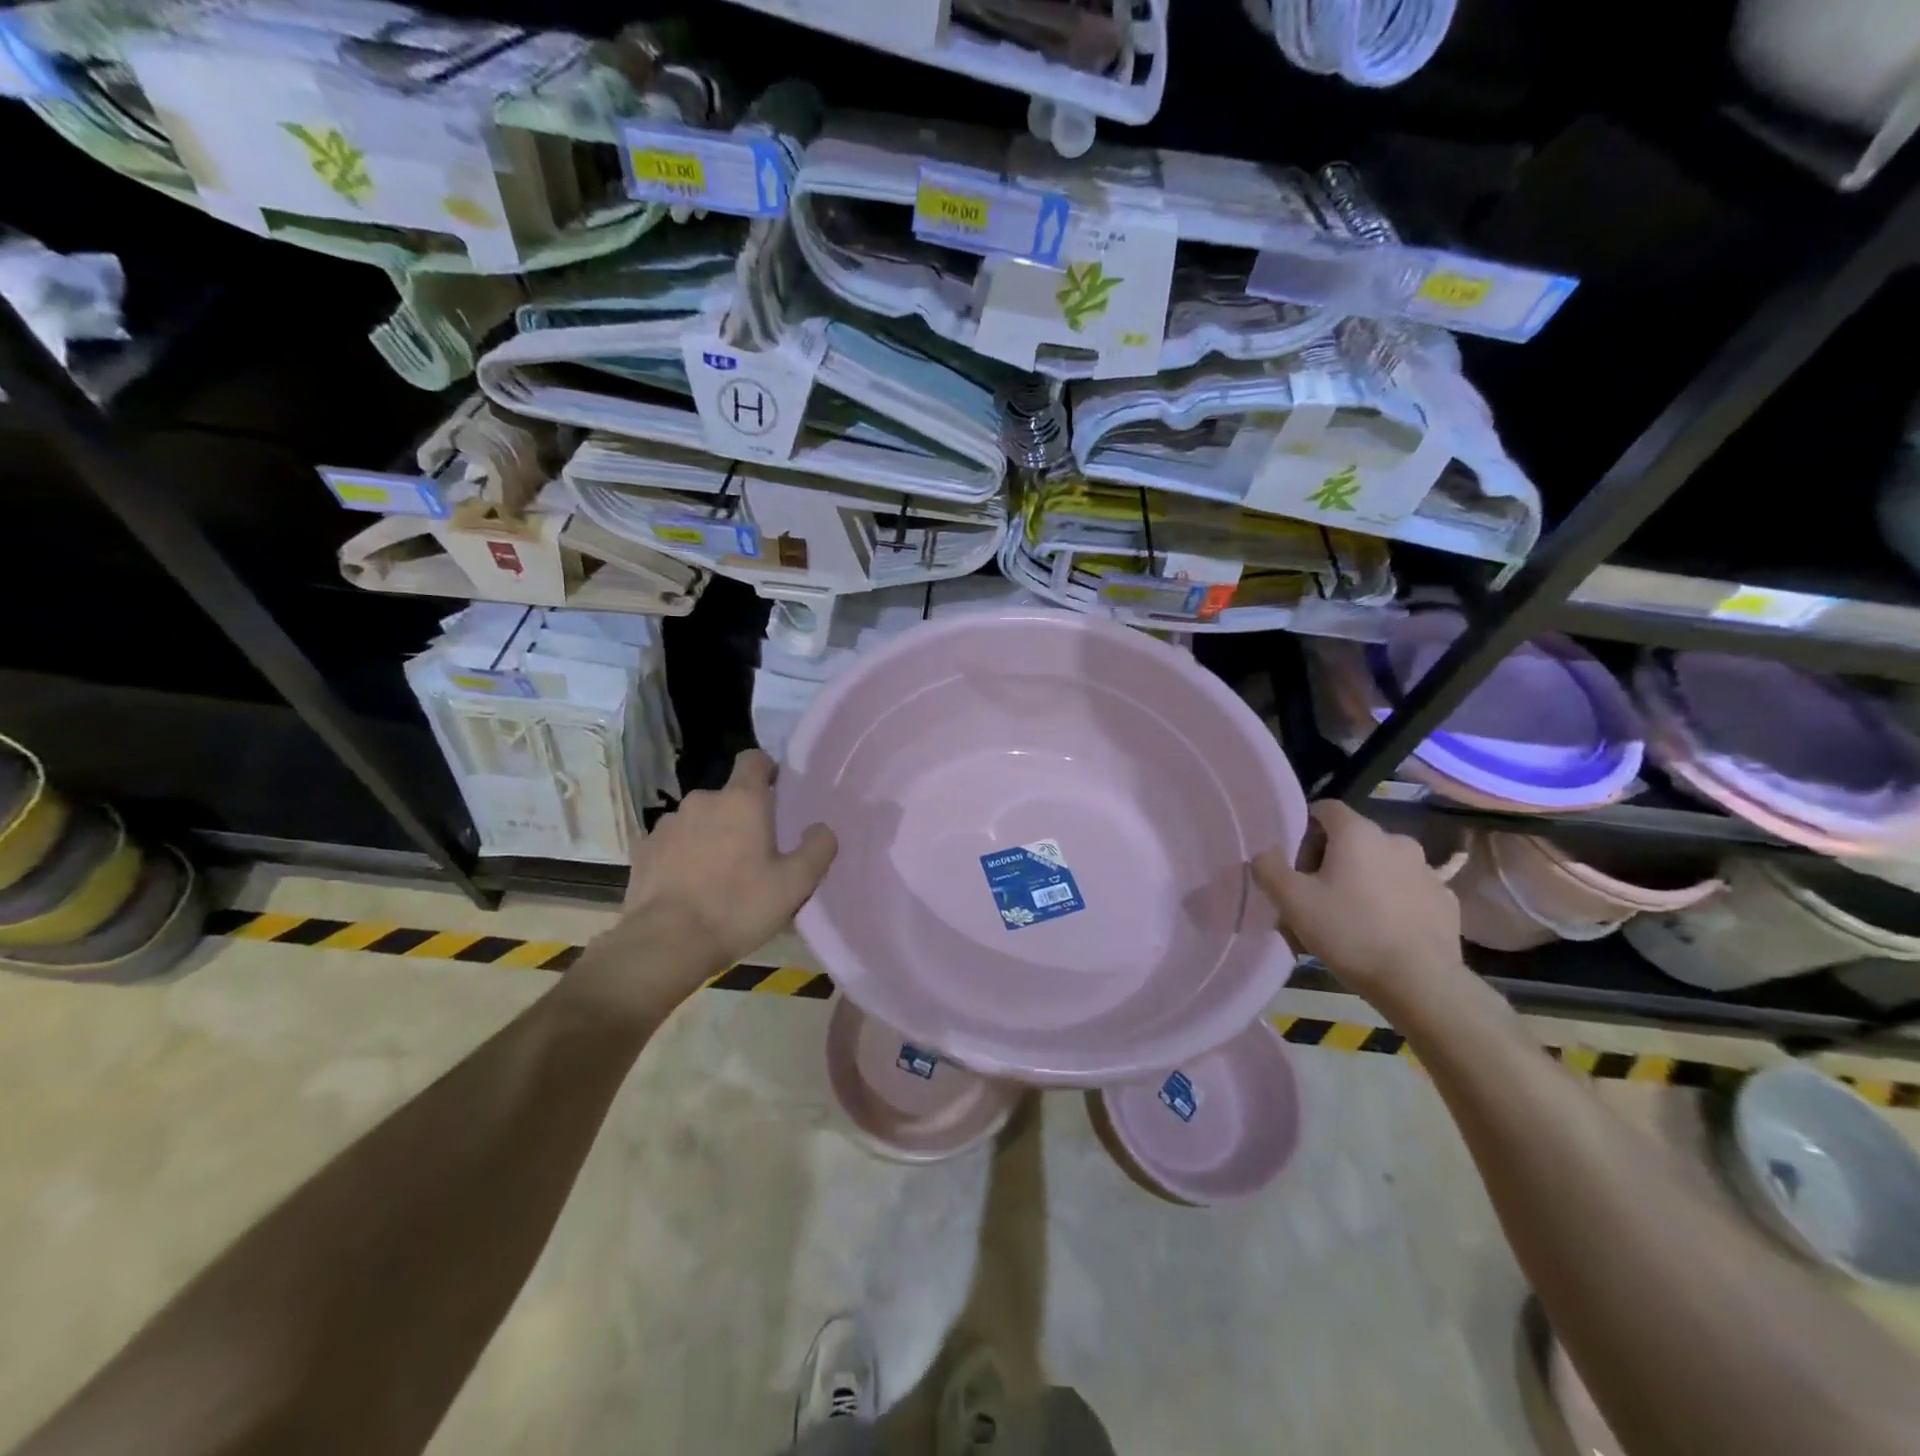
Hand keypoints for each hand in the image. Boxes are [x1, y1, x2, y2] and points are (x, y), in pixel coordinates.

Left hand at [589, 750, 836, 1003]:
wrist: (665, 943)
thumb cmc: (738, 907)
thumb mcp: (795, 884)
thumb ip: (818, 849)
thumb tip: (821, 828)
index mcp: (741, 800)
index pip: (754, 759)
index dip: (768, 771)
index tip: (777, 795)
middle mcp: (702, 800)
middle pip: (728, 796)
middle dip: (741, 816)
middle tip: (755, 854)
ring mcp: (668, 823)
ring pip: (699, 820)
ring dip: (711, 836)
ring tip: (719, 876)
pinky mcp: (644, 849)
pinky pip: (673, 843)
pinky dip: (683, 856)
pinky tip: (690, 887)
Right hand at [1251, 800, 1463, 1008]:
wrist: (1421, 983)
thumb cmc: (1350, 932)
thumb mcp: (1292, 901)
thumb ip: (1269, 868)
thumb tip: (1265, 854)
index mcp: (1358, 833)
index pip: (1325, 809)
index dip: (1304, 831)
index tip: (1295, 865)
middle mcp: (1396, 840)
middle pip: (1352, 839)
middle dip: (1330, 862)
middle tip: (1315, 898)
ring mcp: (1427, 871)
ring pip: (1380, 866)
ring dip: (1361, 882)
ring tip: (1348, 920)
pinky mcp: (1445, 901)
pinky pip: (1406, 891)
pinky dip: (1390, 902)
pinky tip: (1381, 932)